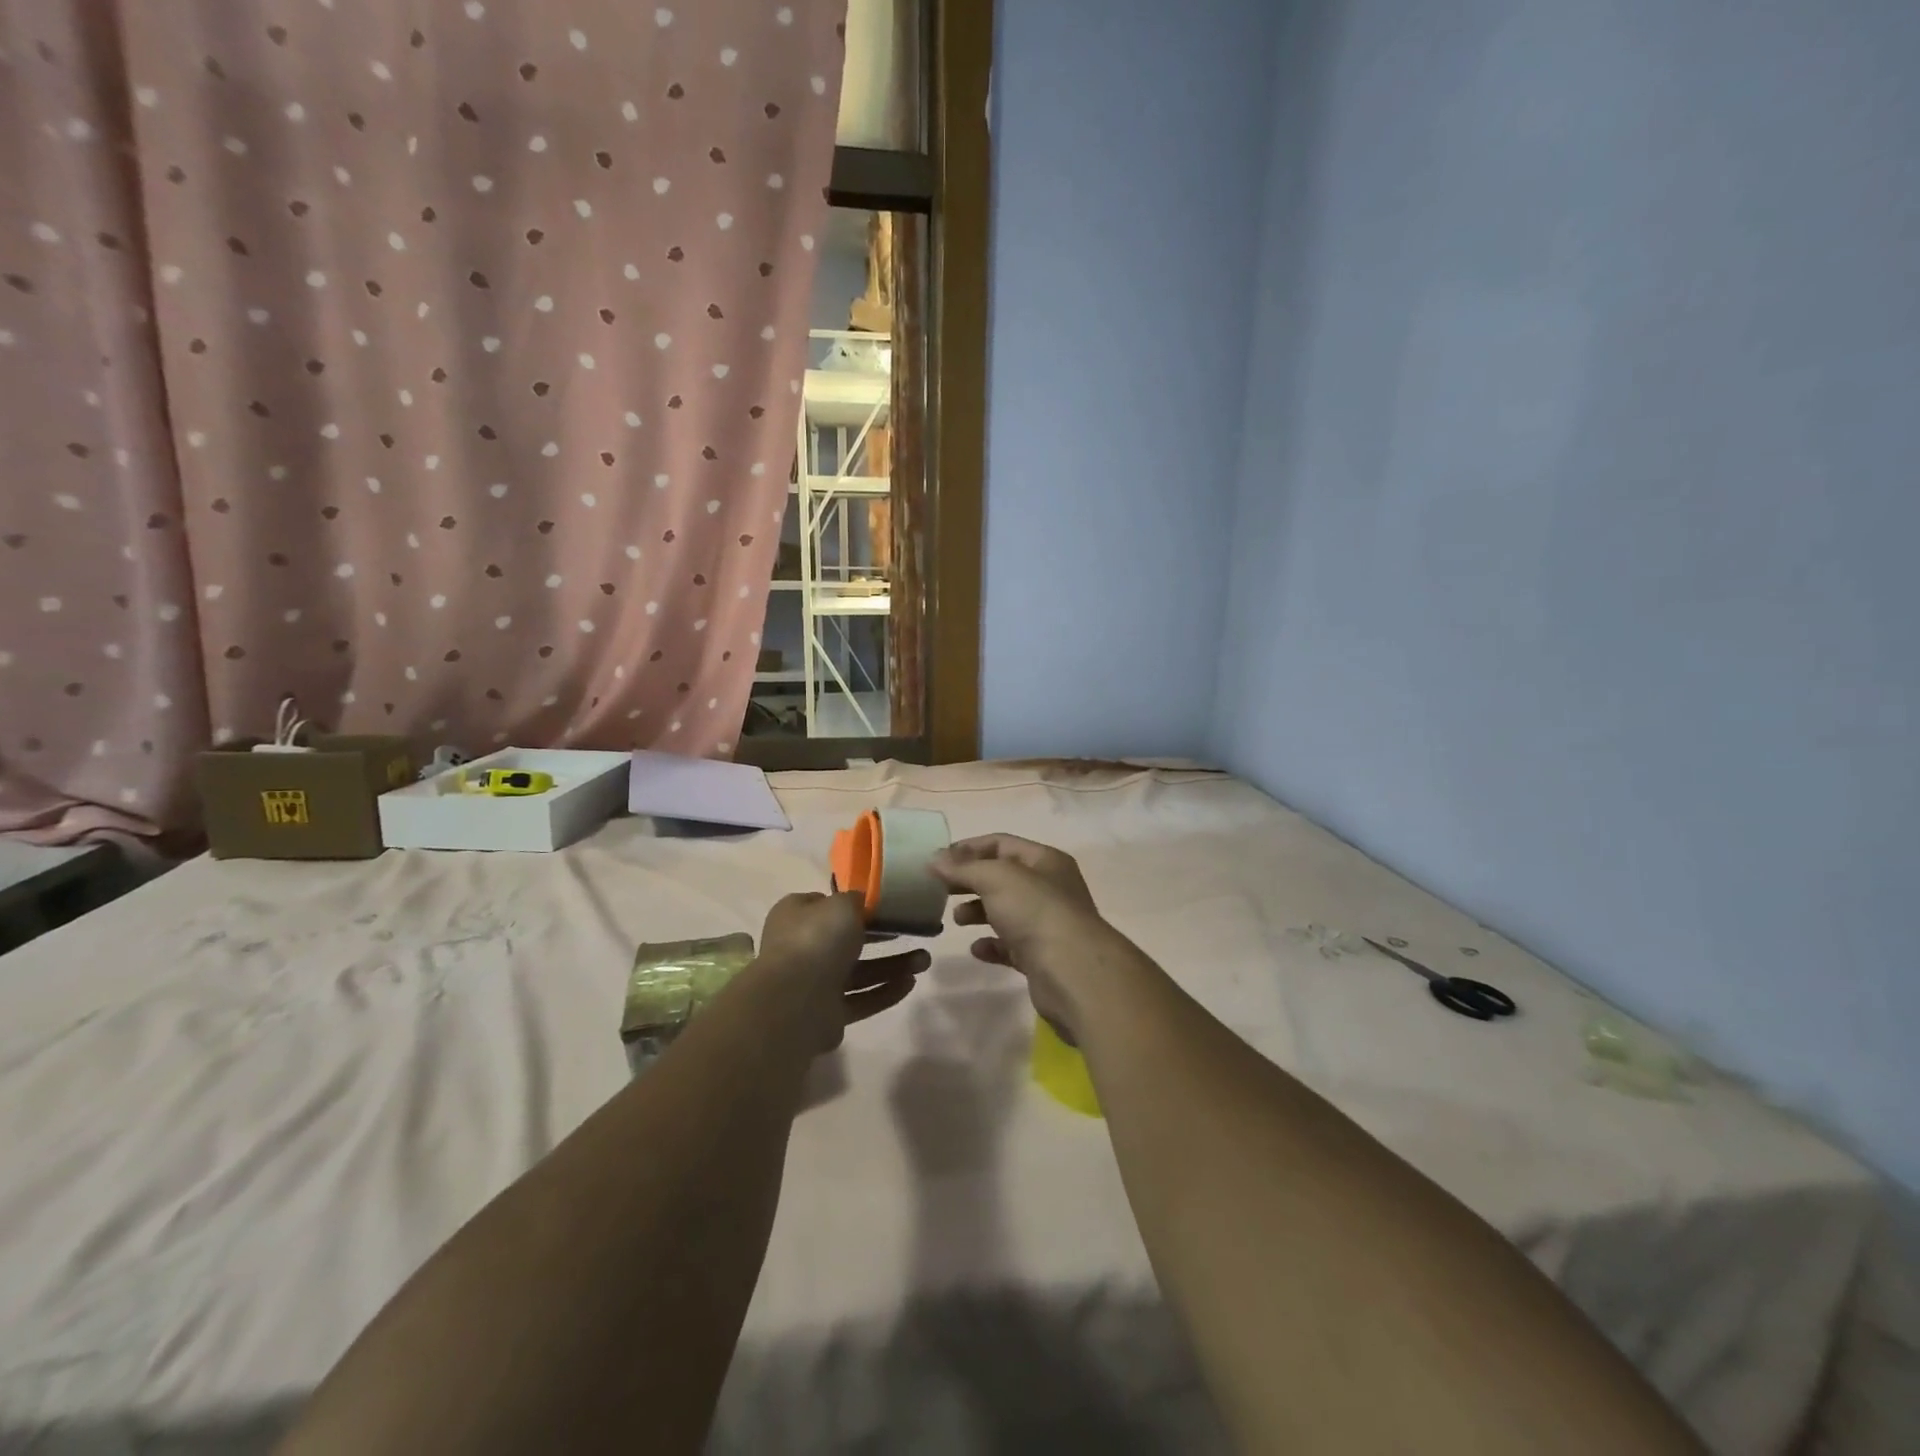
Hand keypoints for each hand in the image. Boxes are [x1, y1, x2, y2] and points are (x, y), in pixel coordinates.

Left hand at [758, 892, 928, 1052]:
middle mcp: (802, 947)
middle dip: (884, 937)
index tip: (887, 906)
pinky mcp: (827, 1013)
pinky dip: (884, 991)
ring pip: (859, 971)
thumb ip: (857, 900)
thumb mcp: (843, 904)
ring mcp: (813, 983)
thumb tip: (862, 903)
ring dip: (892, 966)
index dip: (857, 905)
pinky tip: (910, 983)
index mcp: (797, 916)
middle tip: (914, 931)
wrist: (795, 1001)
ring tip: (925, 961)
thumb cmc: (817, 940)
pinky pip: (861, 999)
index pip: (828, 905)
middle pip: (847, 939)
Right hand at [931, 835, 1112, 1040]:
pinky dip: (991, 944)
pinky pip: (1010, 945)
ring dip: (978, 912)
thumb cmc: (1036, 911)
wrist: (1072, 971)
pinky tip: (976, 949)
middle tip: (940, 889)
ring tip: (955, 919)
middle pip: (1002, 877)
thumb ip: (963, 868)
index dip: (968, 848)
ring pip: (1006, 911)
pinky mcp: (1041, 956)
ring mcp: (1046, 924)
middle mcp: (1049, 888)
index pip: (1002, 843)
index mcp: (1045, 861)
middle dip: (970, 881)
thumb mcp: (996, 878)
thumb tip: (934, 860)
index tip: (938, 860)